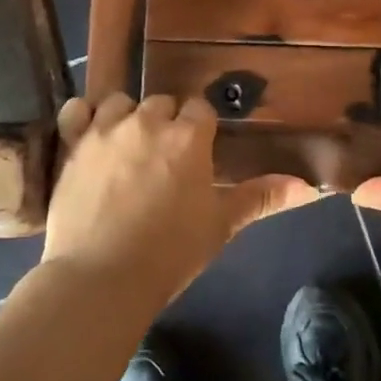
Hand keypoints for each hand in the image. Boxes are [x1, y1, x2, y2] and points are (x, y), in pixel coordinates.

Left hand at [40, 93, 315, 301]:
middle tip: (165, 158)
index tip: (198, 151)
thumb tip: (309, 186)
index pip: (201, 109)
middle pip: (162, 103)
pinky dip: (83, 117)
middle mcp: (147, 121)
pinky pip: (76, 110)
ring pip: (121, 102)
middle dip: (167, 122)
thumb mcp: (220, 225)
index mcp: (187, 137)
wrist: (101, 278)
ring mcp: (105, 130)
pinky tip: (88, 133)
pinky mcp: (71, 144)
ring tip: (128, 147)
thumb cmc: (170, 254)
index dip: (200, 128)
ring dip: (128, 117)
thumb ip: (261, 197)